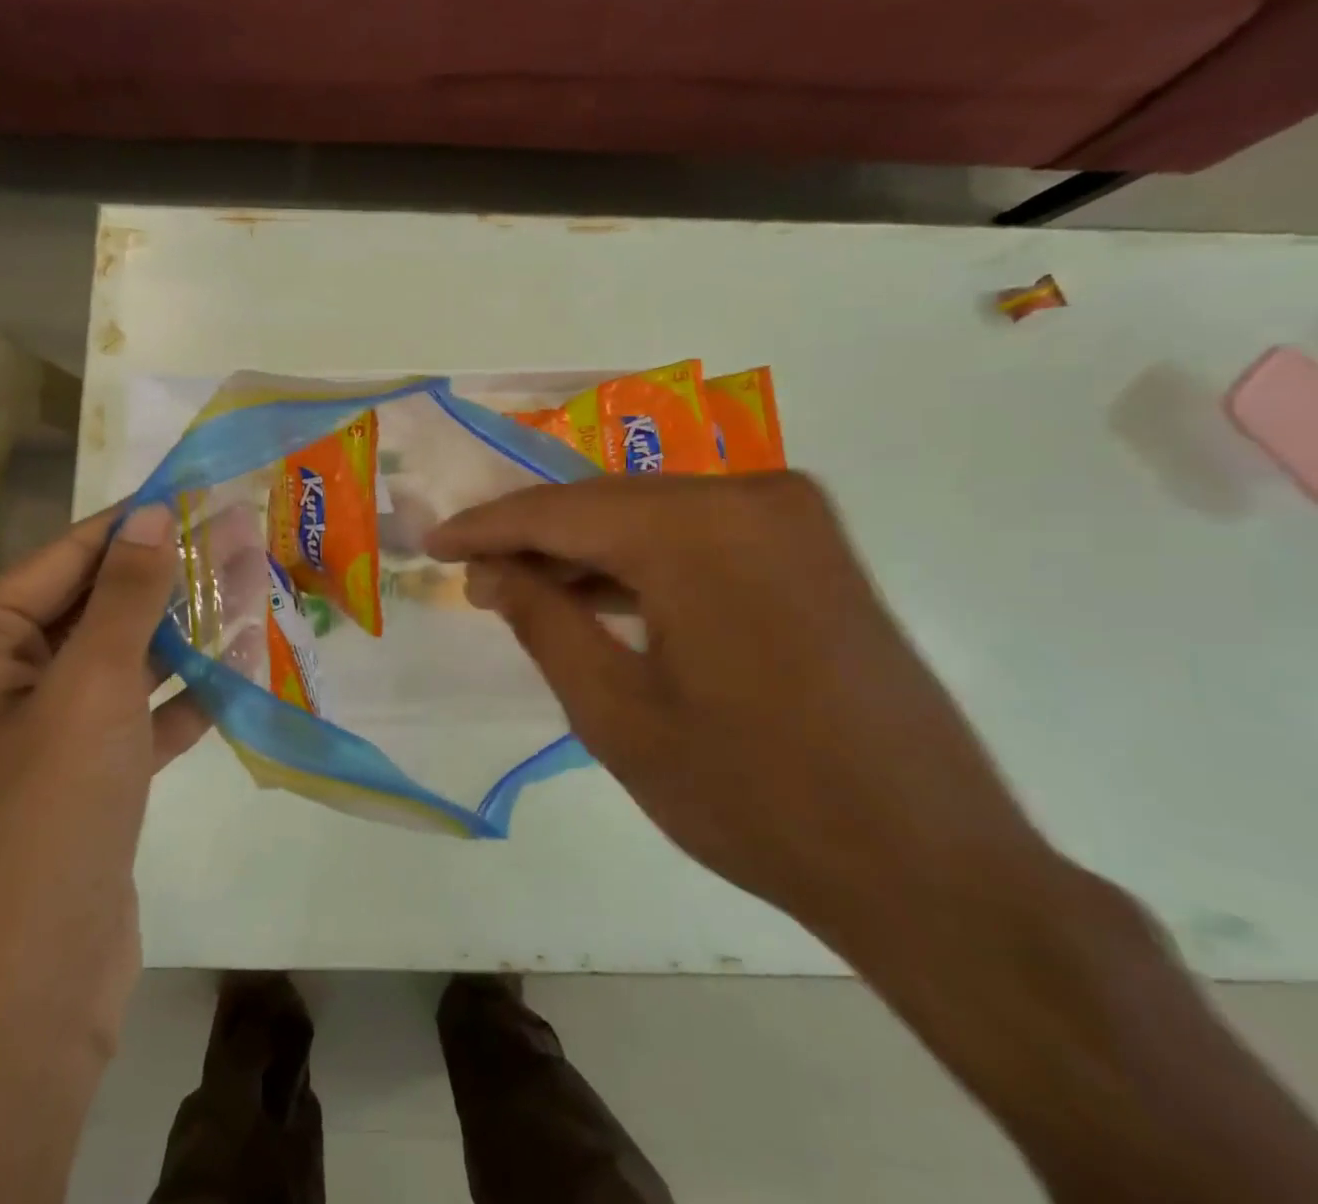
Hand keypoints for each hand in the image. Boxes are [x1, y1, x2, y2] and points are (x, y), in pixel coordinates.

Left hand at [0, 504, 206, 1055]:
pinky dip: (183, 695)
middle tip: (249, 536)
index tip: (205, 489)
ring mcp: (40, 731)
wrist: (26, 999)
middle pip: (100, 605)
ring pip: (124, 659)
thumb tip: (152, 513)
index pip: (70, 555)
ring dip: (187, 631)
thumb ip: (125, 596)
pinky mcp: (80, 777)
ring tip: (258, 586)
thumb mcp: (90, 691)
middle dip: (174, 575)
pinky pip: (135, 715)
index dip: (142, 520)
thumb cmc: (44, 820)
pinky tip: (242, 666)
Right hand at [426, 474, 1055, 946]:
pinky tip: (601, 595)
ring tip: (524, 589)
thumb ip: (542, 622)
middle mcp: (749, 495)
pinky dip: (644, 561)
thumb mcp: (615, 714)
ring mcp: (791, 516)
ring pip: (653, 516)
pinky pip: (699, 535)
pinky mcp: (813, 546)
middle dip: (534, 539)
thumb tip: (489, 571)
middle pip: (607, 504)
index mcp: (696, 529)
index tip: (432, 544)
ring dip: (587, 551)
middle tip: (474, 574)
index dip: (486, 527)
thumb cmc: (751, 796)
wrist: (930, 866)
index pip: (560, 512)